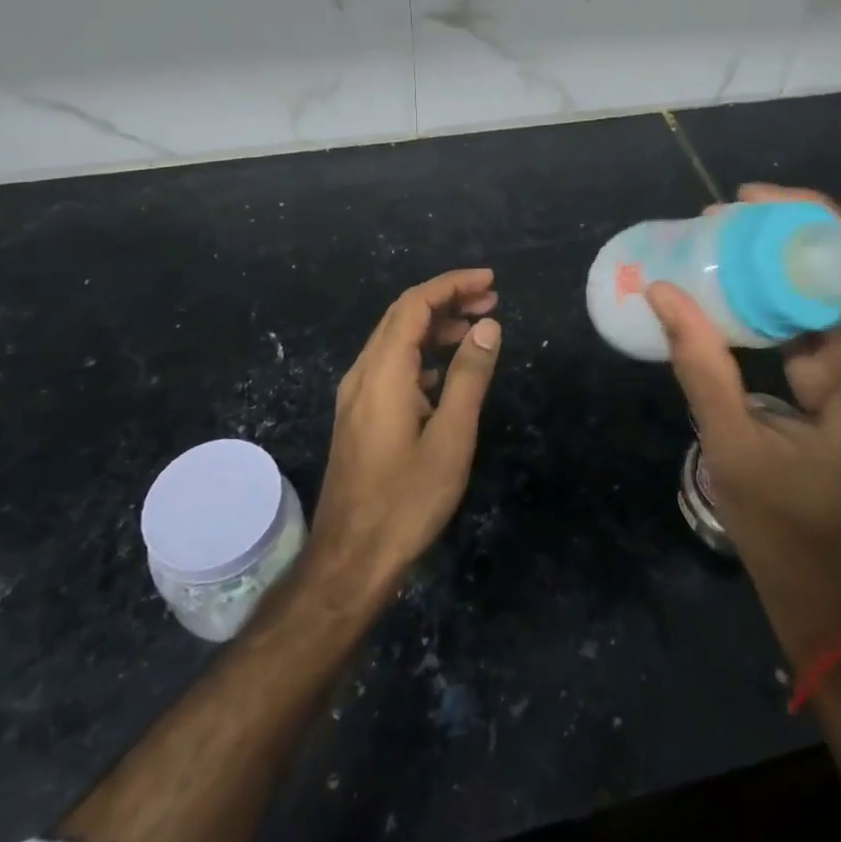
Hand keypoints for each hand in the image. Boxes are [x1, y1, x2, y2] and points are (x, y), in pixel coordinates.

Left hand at [307, 269, 502, 602]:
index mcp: (383, 372)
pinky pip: (390, 365)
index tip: (490, 281)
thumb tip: (488, 326)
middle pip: (402, 315)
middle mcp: (363, 373)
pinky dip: (422, 353)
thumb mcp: (450, 438)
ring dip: (435, 325)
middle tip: (490, 300)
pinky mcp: (358, 415)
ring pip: (395, 339)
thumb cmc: (406, 500)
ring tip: (476, 329)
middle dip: (446, 299)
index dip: (452, 284)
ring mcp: (356, 395)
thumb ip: (469, 376)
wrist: (350, 560)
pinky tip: (446, 371)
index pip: (415, 304)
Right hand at [647, 187, 840, 662]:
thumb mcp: (734, 451)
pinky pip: (826, 323)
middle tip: (757, 202)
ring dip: (806, 256)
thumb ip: (701, 367)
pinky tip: (745, 272)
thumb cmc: (790, 536)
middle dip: (829, 234)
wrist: (827, 600)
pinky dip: (791, 293)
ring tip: (742, 223)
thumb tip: (662, 292)